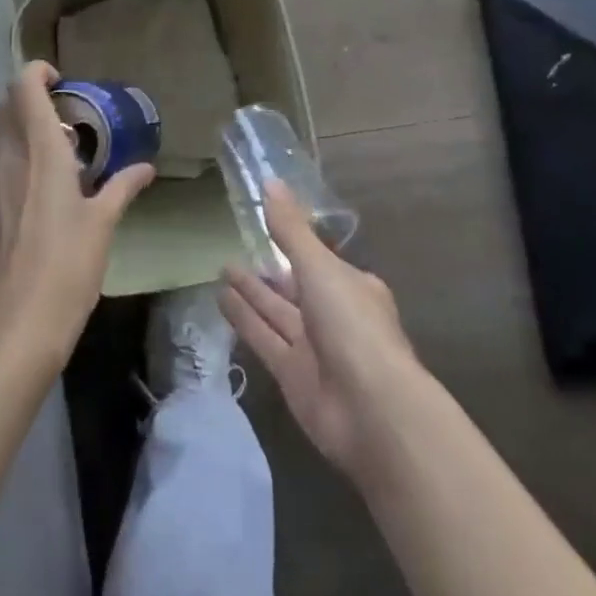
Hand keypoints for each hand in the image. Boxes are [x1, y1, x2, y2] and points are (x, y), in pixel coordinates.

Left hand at [0, 62, 154, 363]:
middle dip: (27, 100)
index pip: (23, 87)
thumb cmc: (66, 268)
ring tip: (53, 157)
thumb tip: (146, 167)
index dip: (37, 72)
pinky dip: (12, 163)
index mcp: (40, 151)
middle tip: (61, 118)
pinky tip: (36, 196)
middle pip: (3, 107)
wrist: (13, 327)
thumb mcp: (103, 225)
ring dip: (18, 132)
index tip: (61, 81)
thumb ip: (122, 188)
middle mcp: (8, 158)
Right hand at [221, 180, 418, 480]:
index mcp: (352, 287)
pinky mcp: (292, 376)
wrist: (374, 413)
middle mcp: (334, 315)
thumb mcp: (320, 267)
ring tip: (221, 267)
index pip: (318, 260)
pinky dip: (244, 320)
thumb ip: (291, 229)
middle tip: (234, 247)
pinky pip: (264, 339)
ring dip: (251, 292)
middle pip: (294, 287)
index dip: (294, 243)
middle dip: (268, 270)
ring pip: (276, 312)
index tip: (268, 225)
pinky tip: (220, 299)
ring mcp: (313, 349)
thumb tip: (269, 182)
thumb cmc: (353, 326)